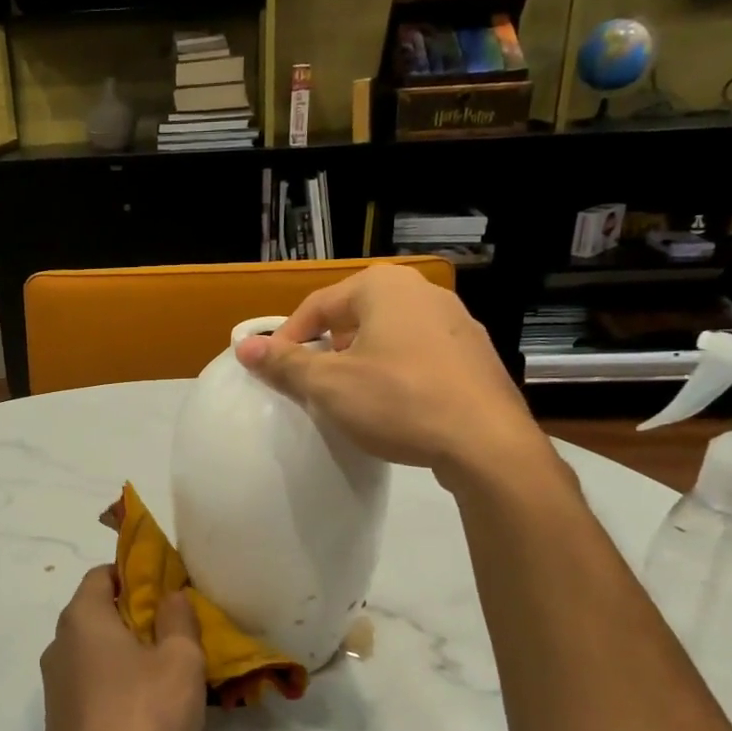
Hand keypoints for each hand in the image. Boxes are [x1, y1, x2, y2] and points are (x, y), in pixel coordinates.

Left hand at [39, 567, 206, 730]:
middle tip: (178, 630)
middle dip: (137, 615)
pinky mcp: (61, 719)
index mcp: (82, 618)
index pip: (103, 573)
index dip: (136, 573)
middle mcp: (60, 644)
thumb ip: (178, 619)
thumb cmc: (142, 717)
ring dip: (129, 653)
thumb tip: (171, 596)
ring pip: (97, 651)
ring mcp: (55, 685)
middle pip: (99, 612)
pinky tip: (148, 707)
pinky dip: (117, 683)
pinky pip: (92, 684)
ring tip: (169, 670)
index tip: (169, 589)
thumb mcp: (180, 662)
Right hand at [234, 264, 549, 491]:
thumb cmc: (399, 401)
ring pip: (388, 336)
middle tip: (311, 384)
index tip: (273, 371)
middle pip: (354, 317)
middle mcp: (422, 292)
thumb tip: (244, 346)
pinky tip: (394, 406)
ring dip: (361, 361)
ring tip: (349, 397)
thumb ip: (285, 363)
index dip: (288, 338)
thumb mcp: (330, 385)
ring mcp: (457, 322)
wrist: (487, 443)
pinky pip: (419, 355)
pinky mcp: (474, 355)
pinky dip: (396, 373)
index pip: (317, 305)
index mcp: (383, 287)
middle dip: (327, 348)